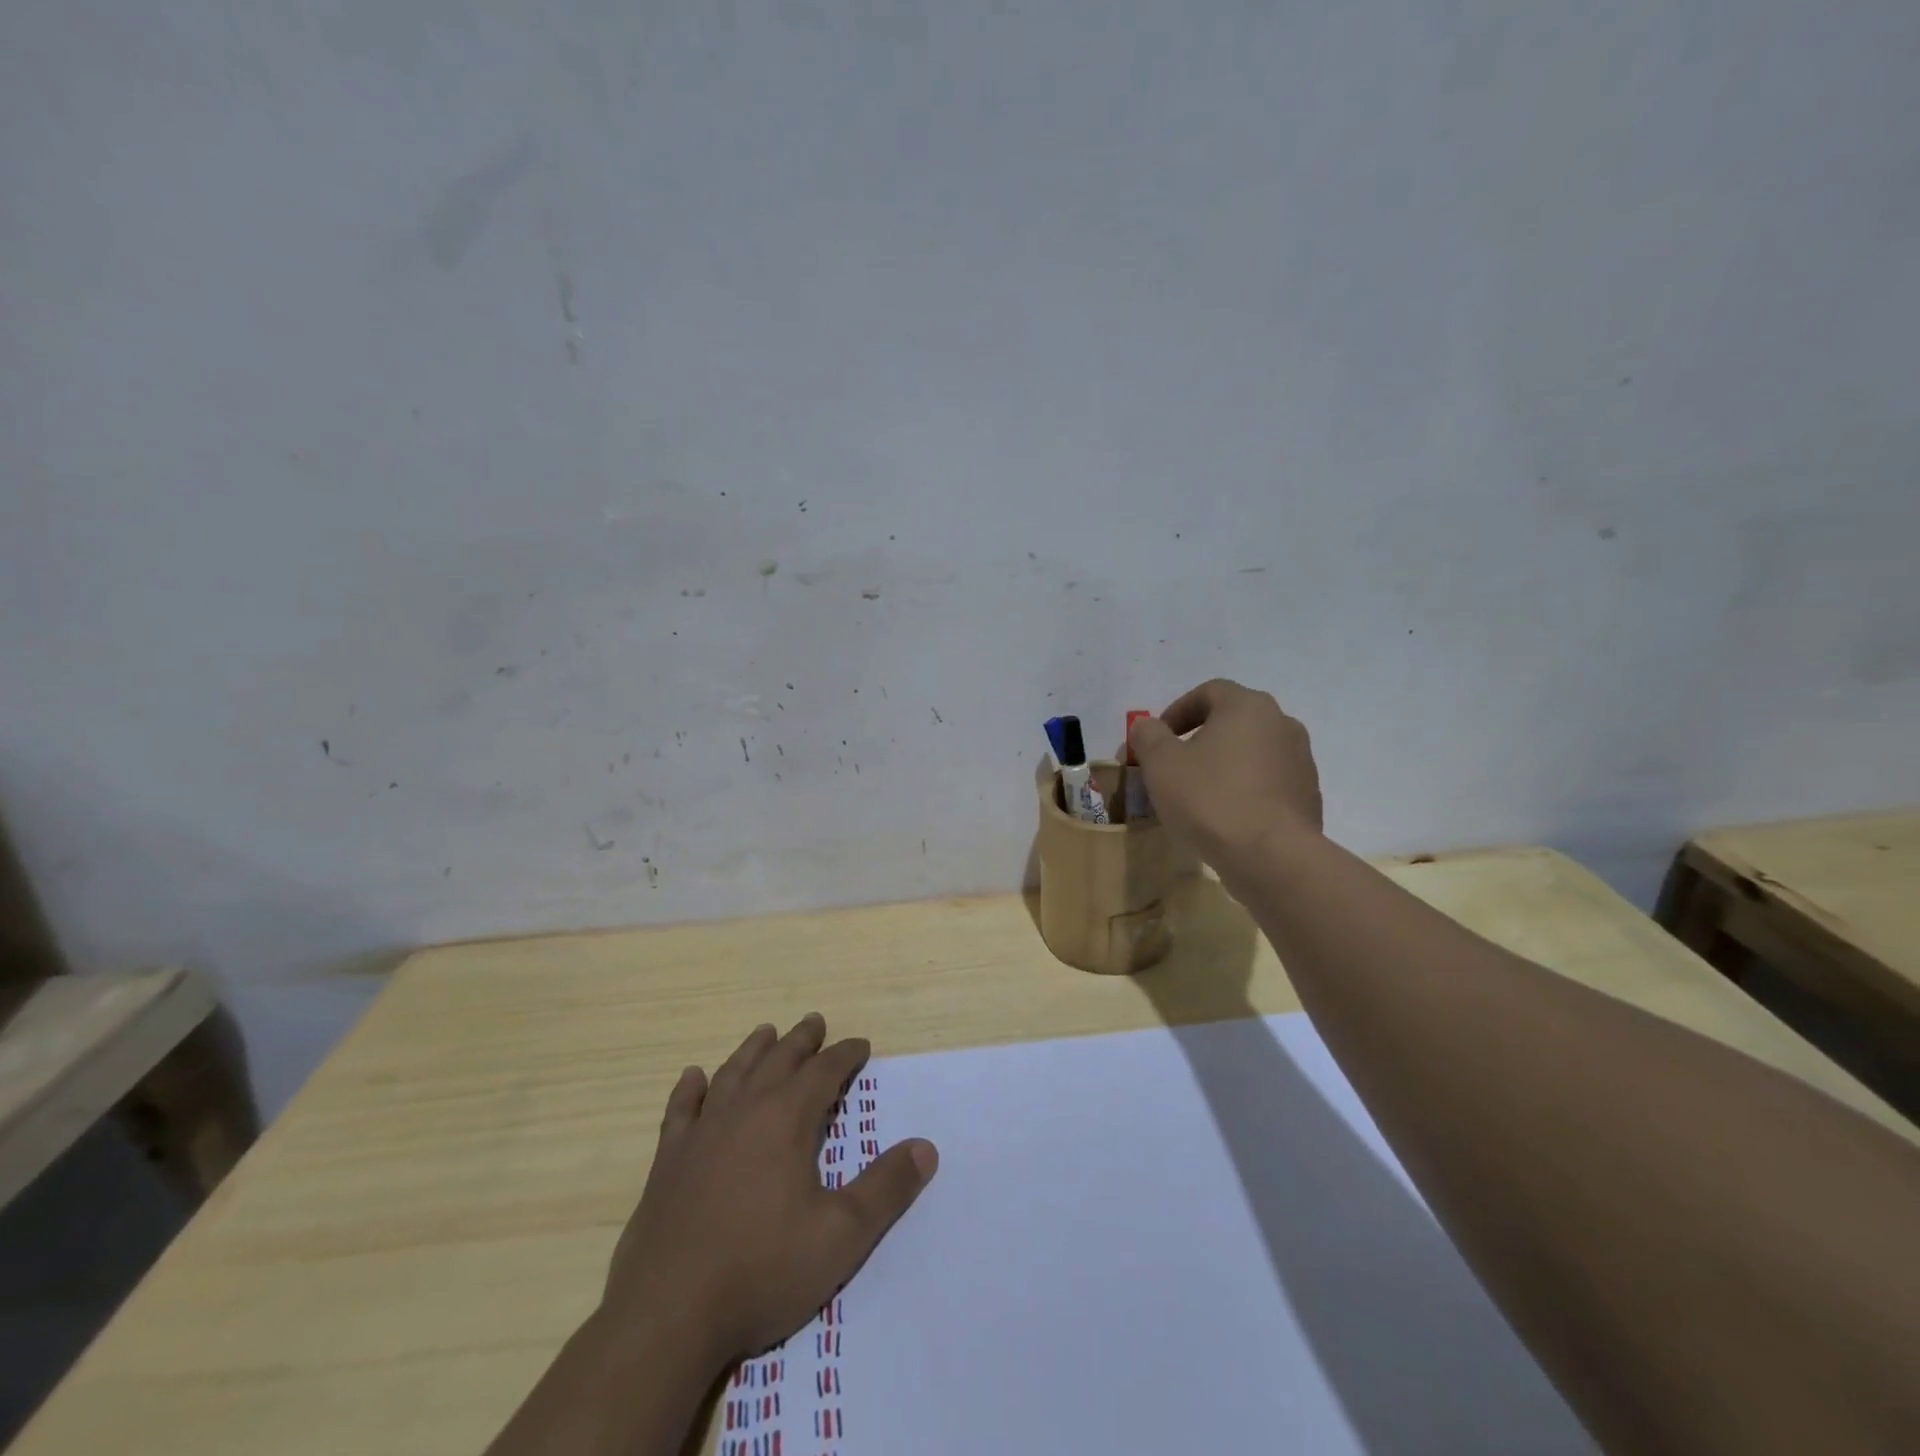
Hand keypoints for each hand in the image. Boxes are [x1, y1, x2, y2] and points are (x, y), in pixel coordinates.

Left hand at [602, 1015, 937, 1371]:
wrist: (667, 1317)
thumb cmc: (762, 1271)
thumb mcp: (840, 1236)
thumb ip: (886, 1188)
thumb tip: (926, 1147)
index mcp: (786, 1120)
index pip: (823, 1071)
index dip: (845, 1055)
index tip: (861, 1045)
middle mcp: (744, 1112)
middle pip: (778, 1061)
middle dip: (801, 1040)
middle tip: (815, 1021)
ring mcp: (701, 1135)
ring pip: (732, 1074)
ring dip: (753, 1050)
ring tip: (766, 1032)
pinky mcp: (668, 1163)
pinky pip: (680, 1111)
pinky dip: (689, 1090)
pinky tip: (693, 1078)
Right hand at [1128, 678, 1322, 868]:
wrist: (1271, 857)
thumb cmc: (1210, 799)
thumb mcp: (1160, 763)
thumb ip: (1148, 735)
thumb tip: (1147, 726)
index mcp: (1247, 706)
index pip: (1209, 691)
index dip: (1177, 711)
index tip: (1158, 739)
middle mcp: (1282, 724)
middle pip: (1233, 721)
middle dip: (1201, 739)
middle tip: (1175, 766)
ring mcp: (1301, 761)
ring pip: (1252, 753)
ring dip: (1225, 765)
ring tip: (1199, 796)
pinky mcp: (1308, 796)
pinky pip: (1268, 783)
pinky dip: (1245, 790)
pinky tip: (1226, 818)